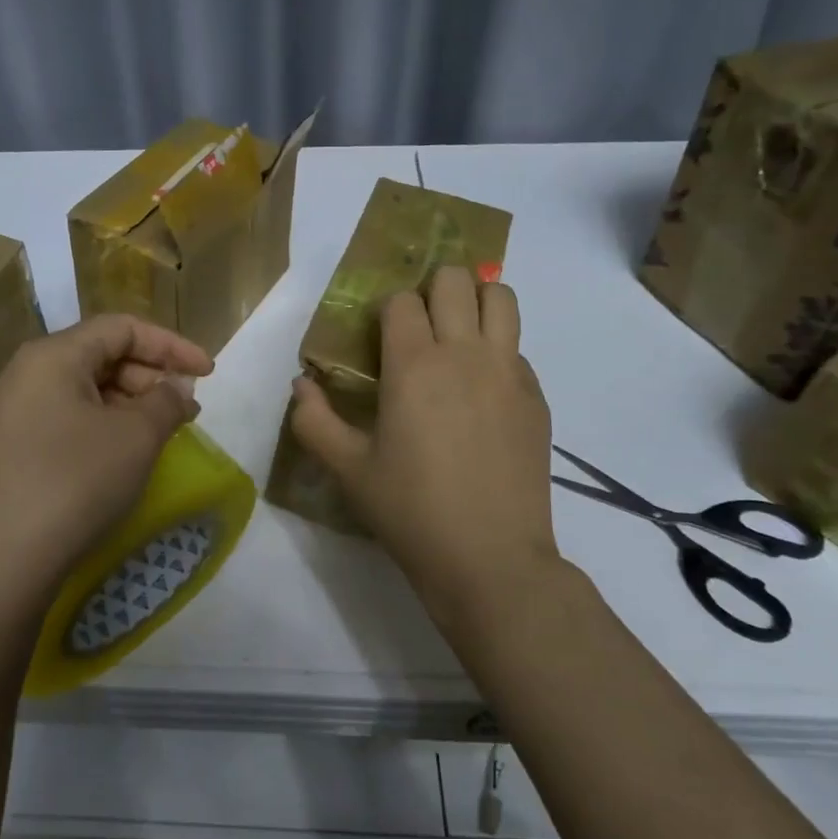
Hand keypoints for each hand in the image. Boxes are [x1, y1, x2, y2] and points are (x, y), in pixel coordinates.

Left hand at [0, 314, 211, 594]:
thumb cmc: (74, 482)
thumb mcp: (136, 437)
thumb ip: (167, 401)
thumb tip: (176, 387)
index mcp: (54, 356)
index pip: (122, 328)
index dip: (171, 345)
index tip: (208, 373)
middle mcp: (26, 375)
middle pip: (100, 356)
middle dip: (151, 377)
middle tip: (185, 412)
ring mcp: (10, 415)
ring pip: (83, 393)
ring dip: (128, 407)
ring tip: (157, 437)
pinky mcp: (6, 453)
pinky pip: (64, 423)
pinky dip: (101, 429)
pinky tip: (118, 460)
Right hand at [289, 267, 559, 625]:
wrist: (490, 559)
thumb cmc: (410, 511)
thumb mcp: (348, 470)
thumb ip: (314, 420)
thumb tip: (301, 384)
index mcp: (414, 365)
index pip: (401, 300)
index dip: (386, 311)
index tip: (379, 340)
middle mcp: (465, 353)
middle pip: (455, 280)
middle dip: (431, 289)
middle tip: (419, 328)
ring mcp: (509, 372)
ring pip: (500, 297)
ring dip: (475, 302)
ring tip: (457, 336)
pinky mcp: (536, 397)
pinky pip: (517, 348)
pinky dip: (497, 350)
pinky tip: (482, 394)